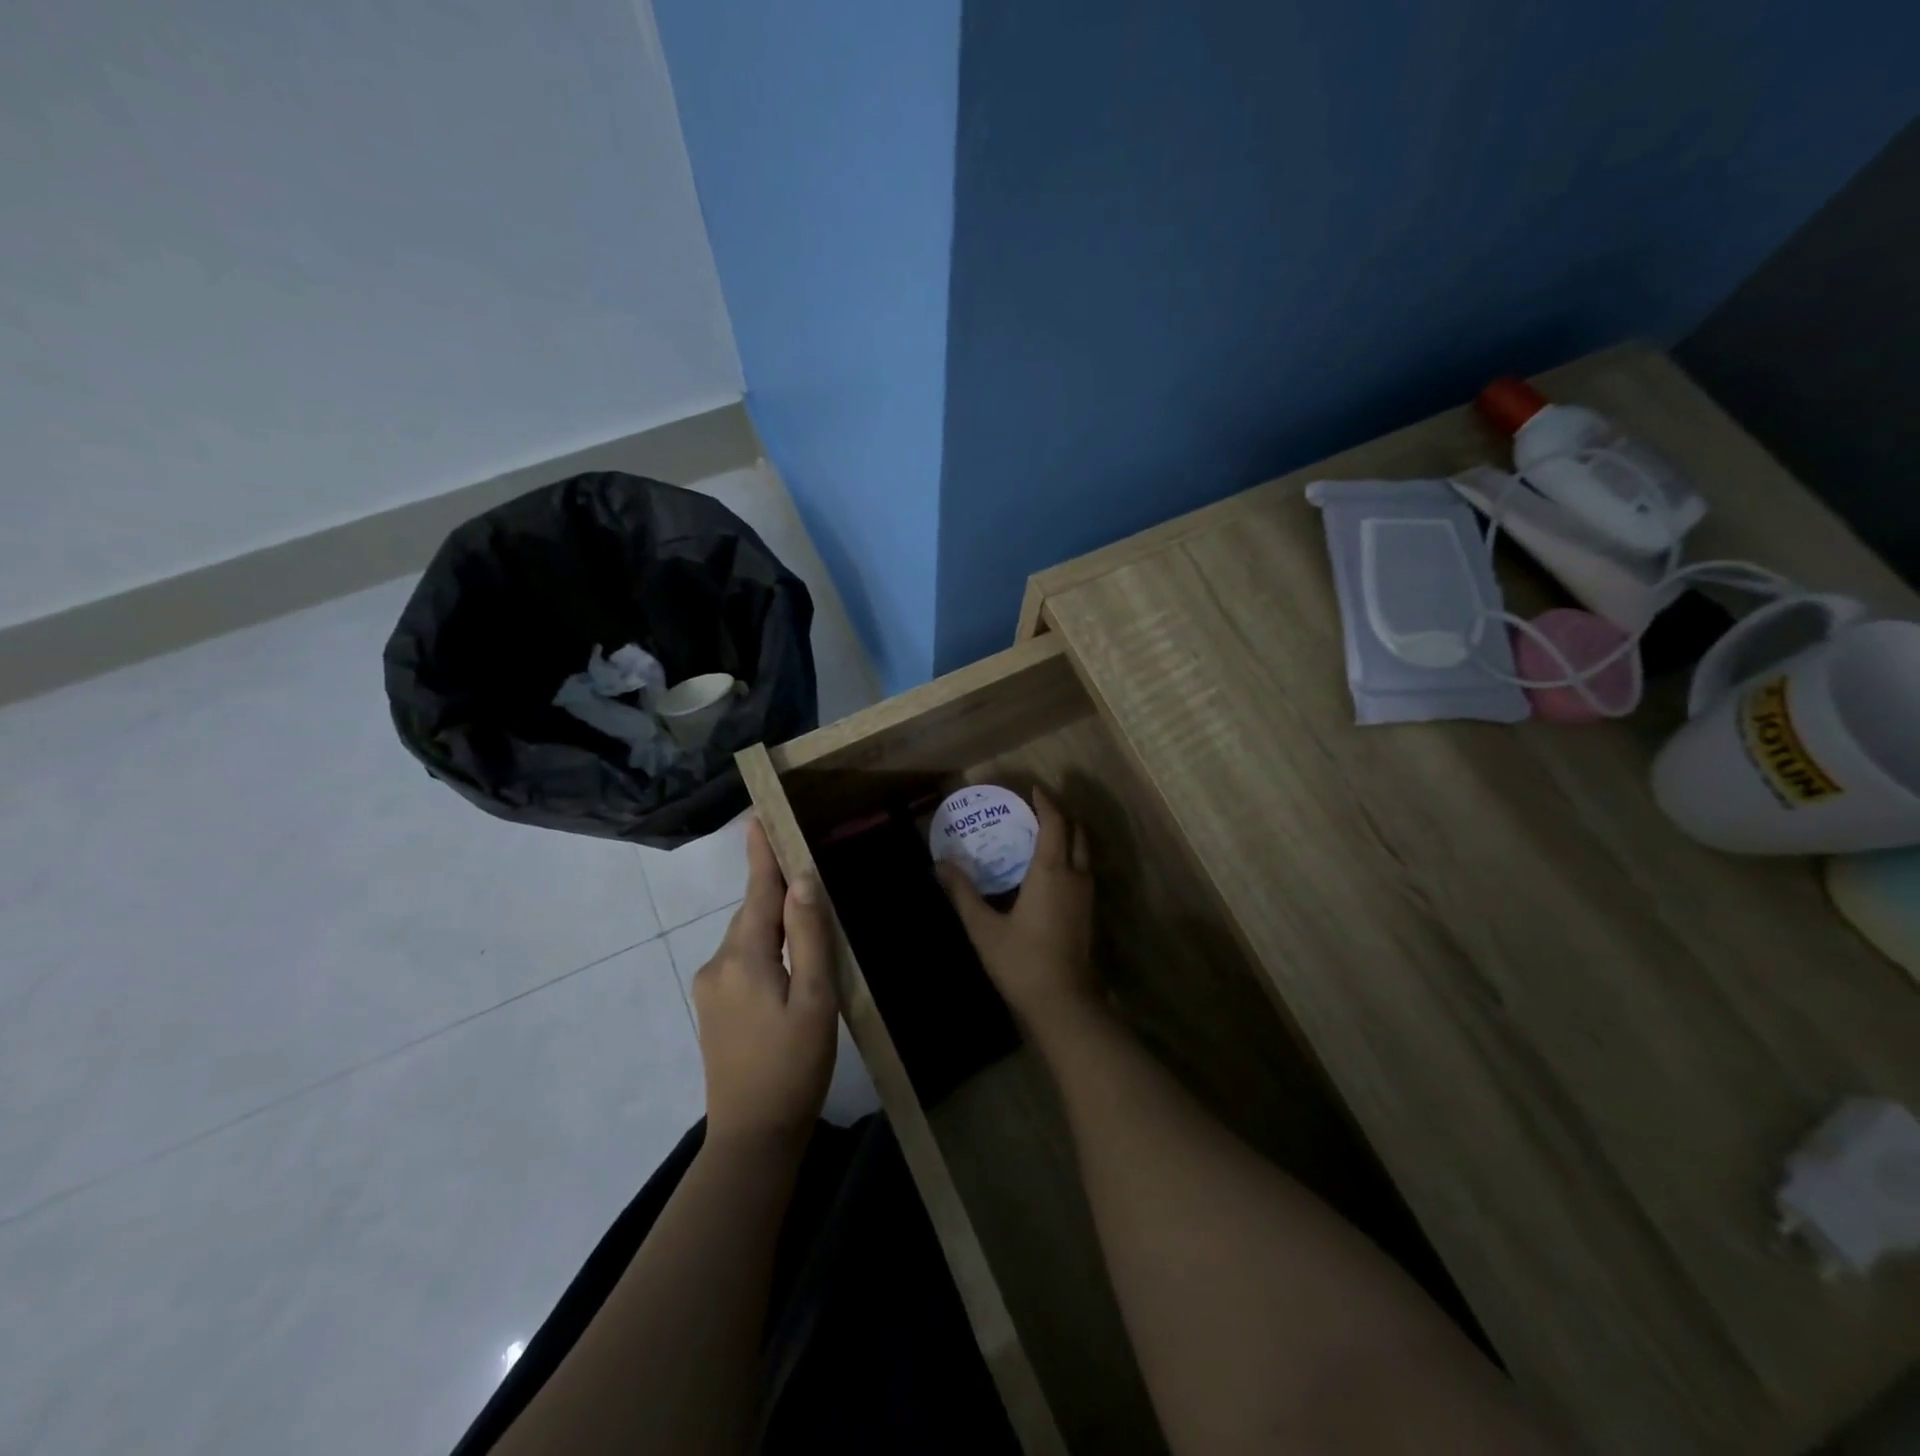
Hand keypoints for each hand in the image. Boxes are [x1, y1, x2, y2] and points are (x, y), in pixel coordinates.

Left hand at [690, 818, 838, 1148]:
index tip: (759, 816)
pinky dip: (765, 946)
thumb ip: (808, 937)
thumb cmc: (793, 1066)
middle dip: (776, 887)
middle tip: (807, 863)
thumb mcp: (815, 1000)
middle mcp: (718, 964)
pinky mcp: (714, 1008)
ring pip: (748, 937)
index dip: (762, 854)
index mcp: (742, 957)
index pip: (756, 891)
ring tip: (807, 914)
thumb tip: (802, 881)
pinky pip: (742, 959)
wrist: (752, 1138)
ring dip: (773, 921)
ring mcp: (711, 988)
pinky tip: (789, 961)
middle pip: (752, 912)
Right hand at [936, 785, 1099, 1040]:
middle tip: (1037, 809)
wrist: (1062, 1003)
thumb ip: (962, 892)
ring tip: (1042, 834)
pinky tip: (1049, 871)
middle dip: (1061, 815)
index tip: (1034, 789)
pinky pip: (1083, 870)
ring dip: (1068, 836)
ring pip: (1083, 852)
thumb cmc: (1021, 961)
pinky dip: (1070, 857)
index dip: (1046, 802)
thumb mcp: (983, 927)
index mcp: (1051, 871)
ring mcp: (1087, 896)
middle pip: (1077, 832)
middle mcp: (1075, 876)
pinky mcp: (1088, 913)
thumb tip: (939, 864)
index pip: (1055, 823)